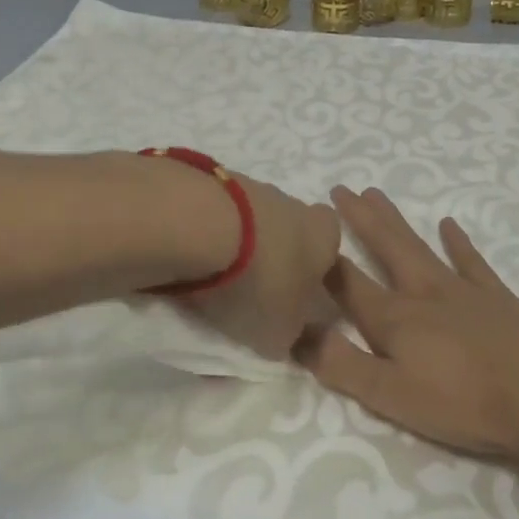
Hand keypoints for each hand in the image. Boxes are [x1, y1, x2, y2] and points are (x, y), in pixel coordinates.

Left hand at [181, 171, 341, 360]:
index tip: (291, 299)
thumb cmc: (258, 281)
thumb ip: (291, 337)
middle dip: (273, 258)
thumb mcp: (281, 332)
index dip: (312, 275)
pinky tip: (189, 258)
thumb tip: (290, 337)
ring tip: (212, 279)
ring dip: (238, 245)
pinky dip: (207, 234)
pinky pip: (217, 214)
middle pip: (289, 232)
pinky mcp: (211, 180)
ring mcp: (252, 187)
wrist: (199, 224)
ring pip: (251, 221)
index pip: (330, 251)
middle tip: (250, 292)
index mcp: (325, 236)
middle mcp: (295, 204)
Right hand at [300, 187, 518, 461]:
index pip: (347, 284)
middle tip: (339, 188)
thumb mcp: (392, 396)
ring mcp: (462, 290)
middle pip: (385, 248)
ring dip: (395, 221)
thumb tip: (296, 334)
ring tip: (375, 193)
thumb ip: (342, 365)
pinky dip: (458, 242)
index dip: (322, 261)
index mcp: (394, 320)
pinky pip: (472, 261)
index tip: (302, 231)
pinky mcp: (497, 298)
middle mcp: (423, 293)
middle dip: (358, 220)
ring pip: (419, 246)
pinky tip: (449, 224)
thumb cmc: (465, 402)